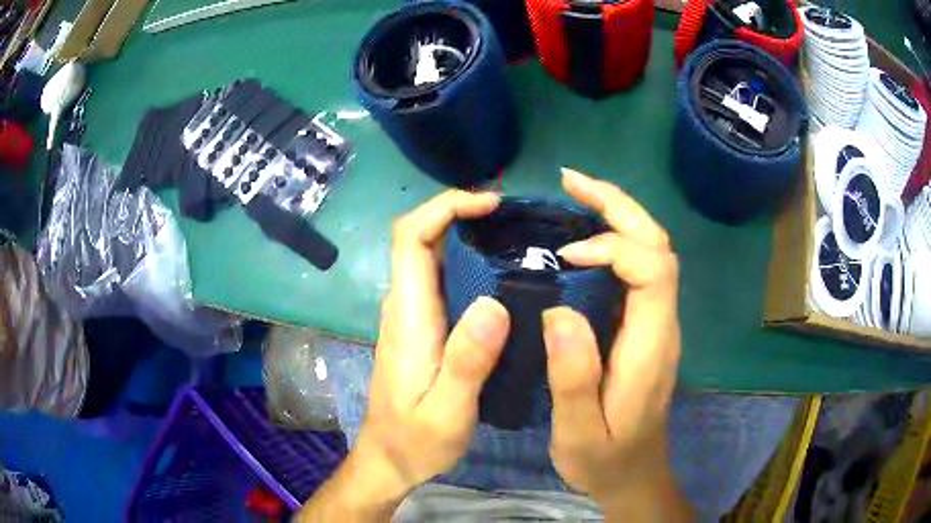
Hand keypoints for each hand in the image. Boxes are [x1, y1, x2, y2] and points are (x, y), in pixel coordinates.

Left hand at [300, 190, 509, 520]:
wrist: (389, 460)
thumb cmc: (416, 441)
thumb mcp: (448, 412)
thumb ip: (467, 361)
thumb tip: (493, 303)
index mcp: (408, 317)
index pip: (410, 239)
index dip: (444, 208)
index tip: (489, 204)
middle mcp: (404, 306)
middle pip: (419, 238)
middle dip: (459, 212)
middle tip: (512, 214)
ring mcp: (410, 316)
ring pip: (429, 255)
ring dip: (464, 234)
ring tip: (514, 235)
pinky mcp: (419, 328)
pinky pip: (440, 279)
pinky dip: (467, 261)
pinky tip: (500, 273)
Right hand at [543, 169, 690, 519]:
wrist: (634, 476)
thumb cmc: (606, 459)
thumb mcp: (580, 434)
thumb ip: (573, 378)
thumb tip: (559, 311)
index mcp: (650, 345)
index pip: (652, 268)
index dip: (613, 246)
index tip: (566, 254)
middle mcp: (661, 323)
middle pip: (658, 245)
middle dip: (619, 205)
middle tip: (571, 181)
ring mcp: (656, 323)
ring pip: (651, 251)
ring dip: (617, 215)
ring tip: (574, 196)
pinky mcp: (644, 327)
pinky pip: (637, 269)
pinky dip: (613, 241)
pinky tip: (581, 240)